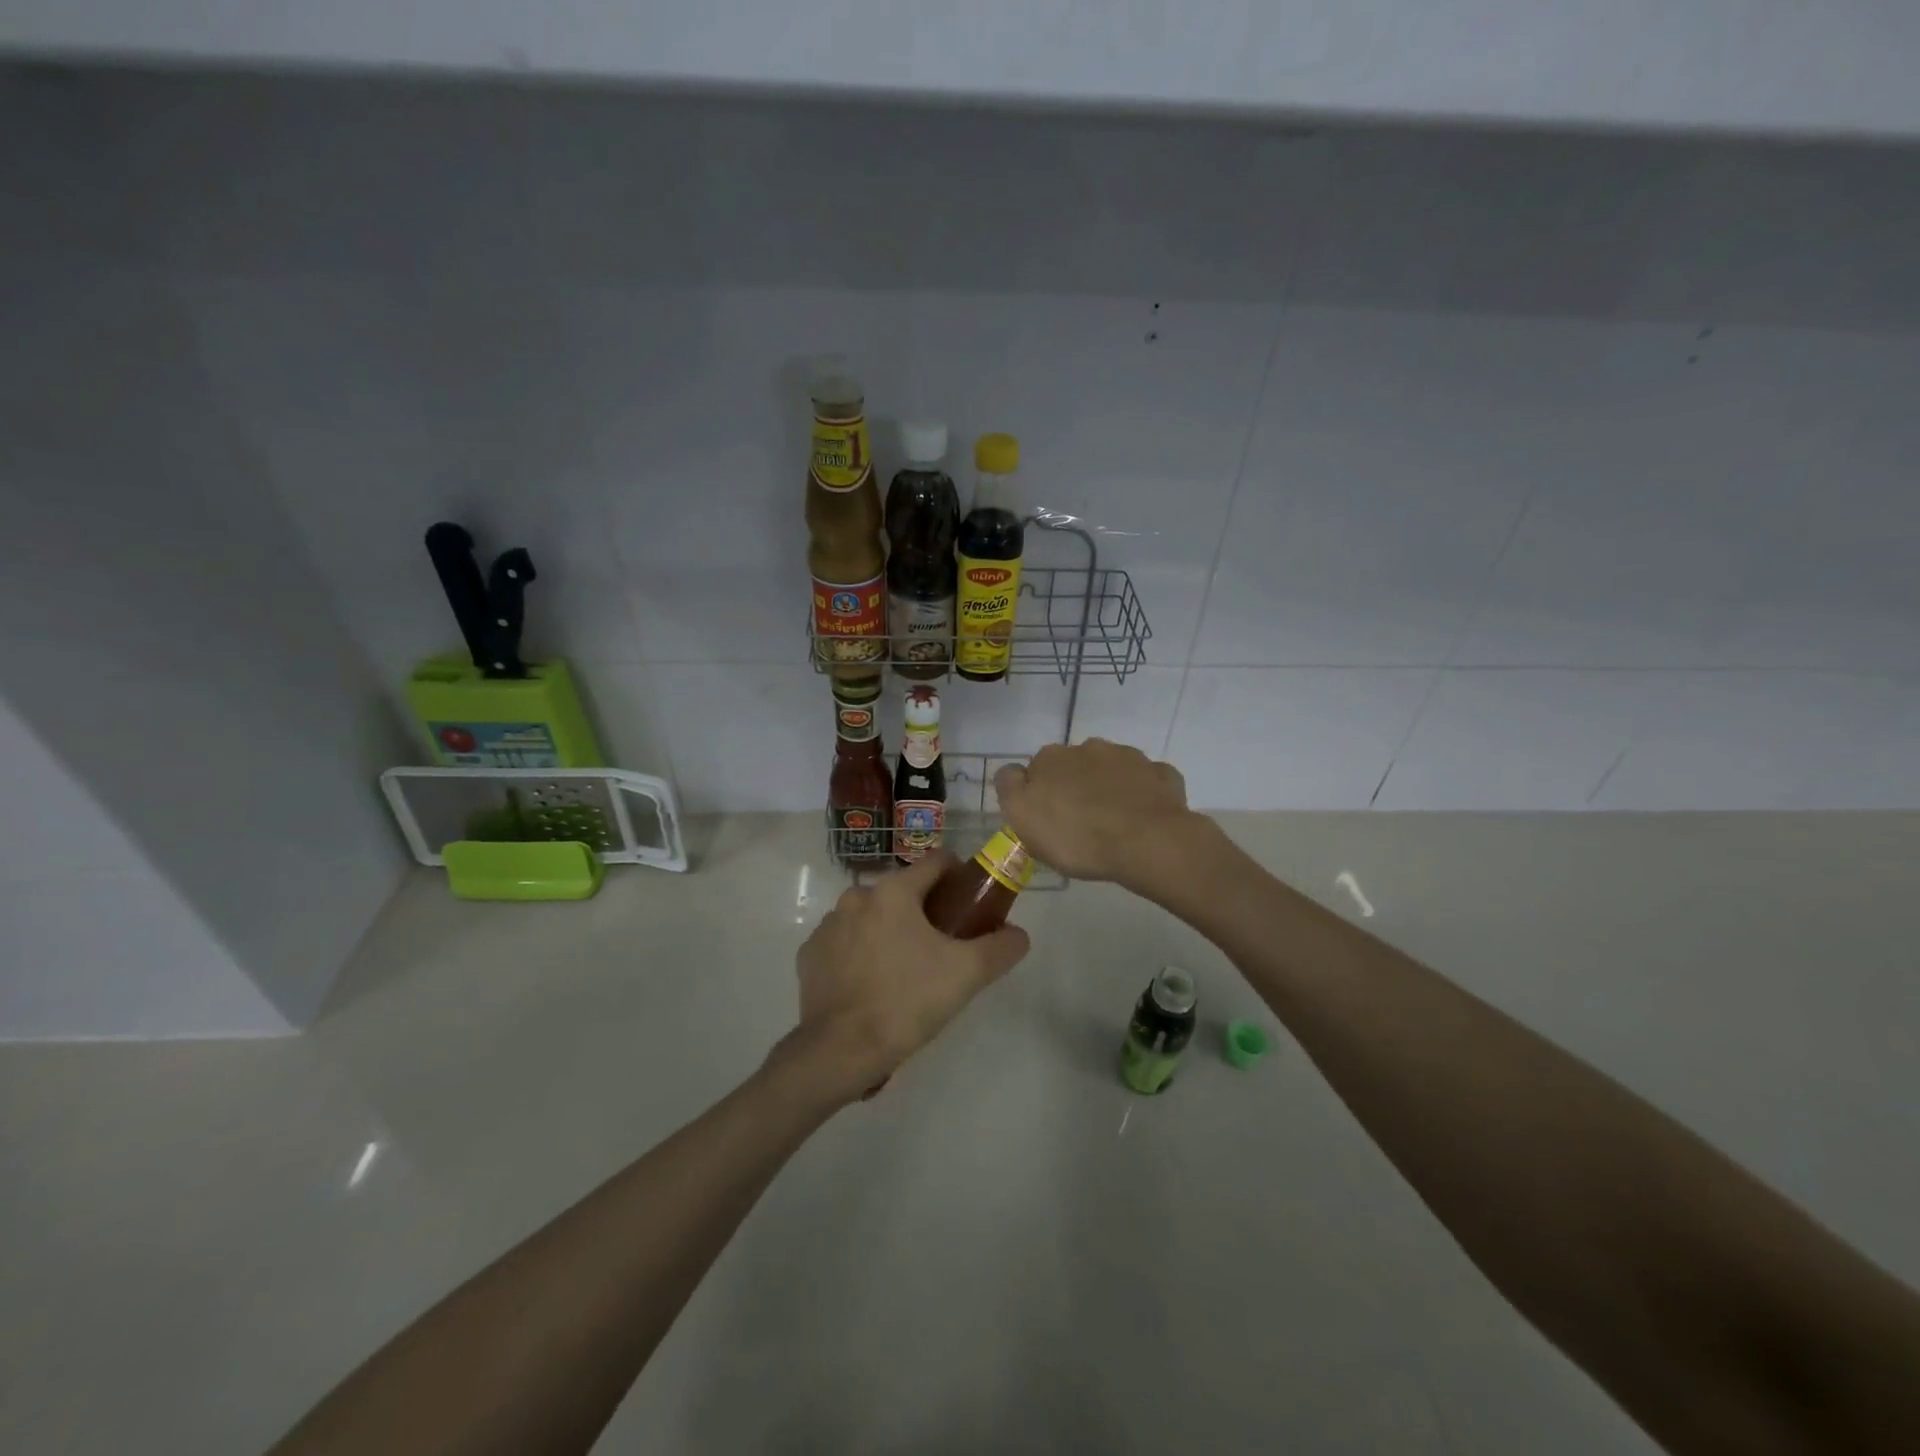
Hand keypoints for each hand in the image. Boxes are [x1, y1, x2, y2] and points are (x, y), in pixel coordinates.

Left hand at [777, 851, 1030, 1103]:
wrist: (840, 1051)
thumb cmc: (907, 1001)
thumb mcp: (966, 974)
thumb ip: (1000, 947)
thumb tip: (1019, 935)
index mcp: (894, 891)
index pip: (937, 862)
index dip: (960, 877)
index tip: (971, 903)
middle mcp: (856, 896)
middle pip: (904, 891)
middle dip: (926, 911)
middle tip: (945, 946)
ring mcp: (828, 925)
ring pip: (872, 916)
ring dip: (891, 931)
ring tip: (907, 970)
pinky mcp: (809, 955)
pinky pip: (845, 943)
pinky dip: (861, 954)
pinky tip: (873, 985)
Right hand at [993, 739, 1196, 887]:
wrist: (1145, 841)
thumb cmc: (1075, 836)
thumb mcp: (1022, 817)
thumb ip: (1010, 787)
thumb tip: (1013, 772)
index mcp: (1052, 758)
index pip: (1036, 769)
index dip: (1039, 794)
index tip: (1046, 820)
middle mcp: (1089, 748)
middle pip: (1075, 766)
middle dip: (1075, 786)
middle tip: (1080, 822)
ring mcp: (1129, 757)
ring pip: (1112, 770)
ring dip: (1109, 787)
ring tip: (1113, 822)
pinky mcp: (1161, 774)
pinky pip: (1147, 781)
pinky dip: (1142, 794)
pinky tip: (1143, 818)